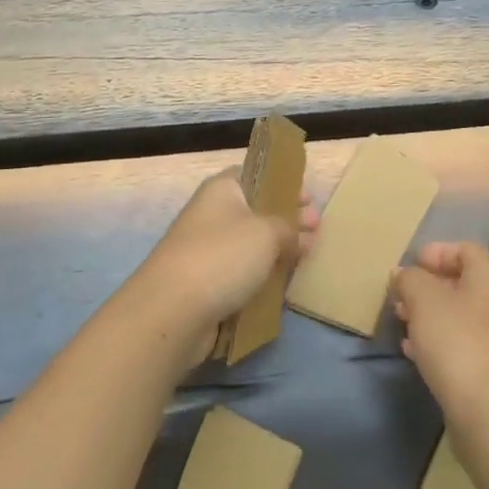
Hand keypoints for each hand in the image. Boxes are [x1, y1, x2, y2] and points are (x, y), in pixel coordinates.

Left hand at [132, 168, 318, 364]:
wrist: (171, 312)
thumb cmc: (222, 257)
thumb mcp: (268, 232)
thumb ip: (289, 228)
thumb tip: (297, 236)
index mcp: (222, 189)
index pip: (257, 175)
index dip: (285, 184)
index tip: (309, 201)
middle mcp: (212, 214)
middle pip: (257, 211)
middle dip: (287, 220)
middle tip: (316, 231)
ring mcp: (207, 250)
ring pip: (251, 245)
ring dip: (277, 251)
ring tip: (306, 259)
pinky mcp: (207, 284)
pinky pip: (241, 274)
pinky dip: (261, 277)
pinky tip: (283, 285)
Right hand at [394, 242, 488, 428]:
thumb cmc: (459, 343)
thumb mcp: (424, 300)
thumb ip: (410, 279)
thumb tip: (404, 274)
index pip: (464, 249)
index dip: (436, 252)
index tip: (409, 265)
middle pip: (461, 281)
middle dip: (427, 286)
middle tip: (399, 296)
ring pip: (458, 315)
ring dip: (428, 315)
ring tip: (400, 322)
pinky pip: (460, 344)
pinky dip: (436, 342)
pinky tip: (412, 352)